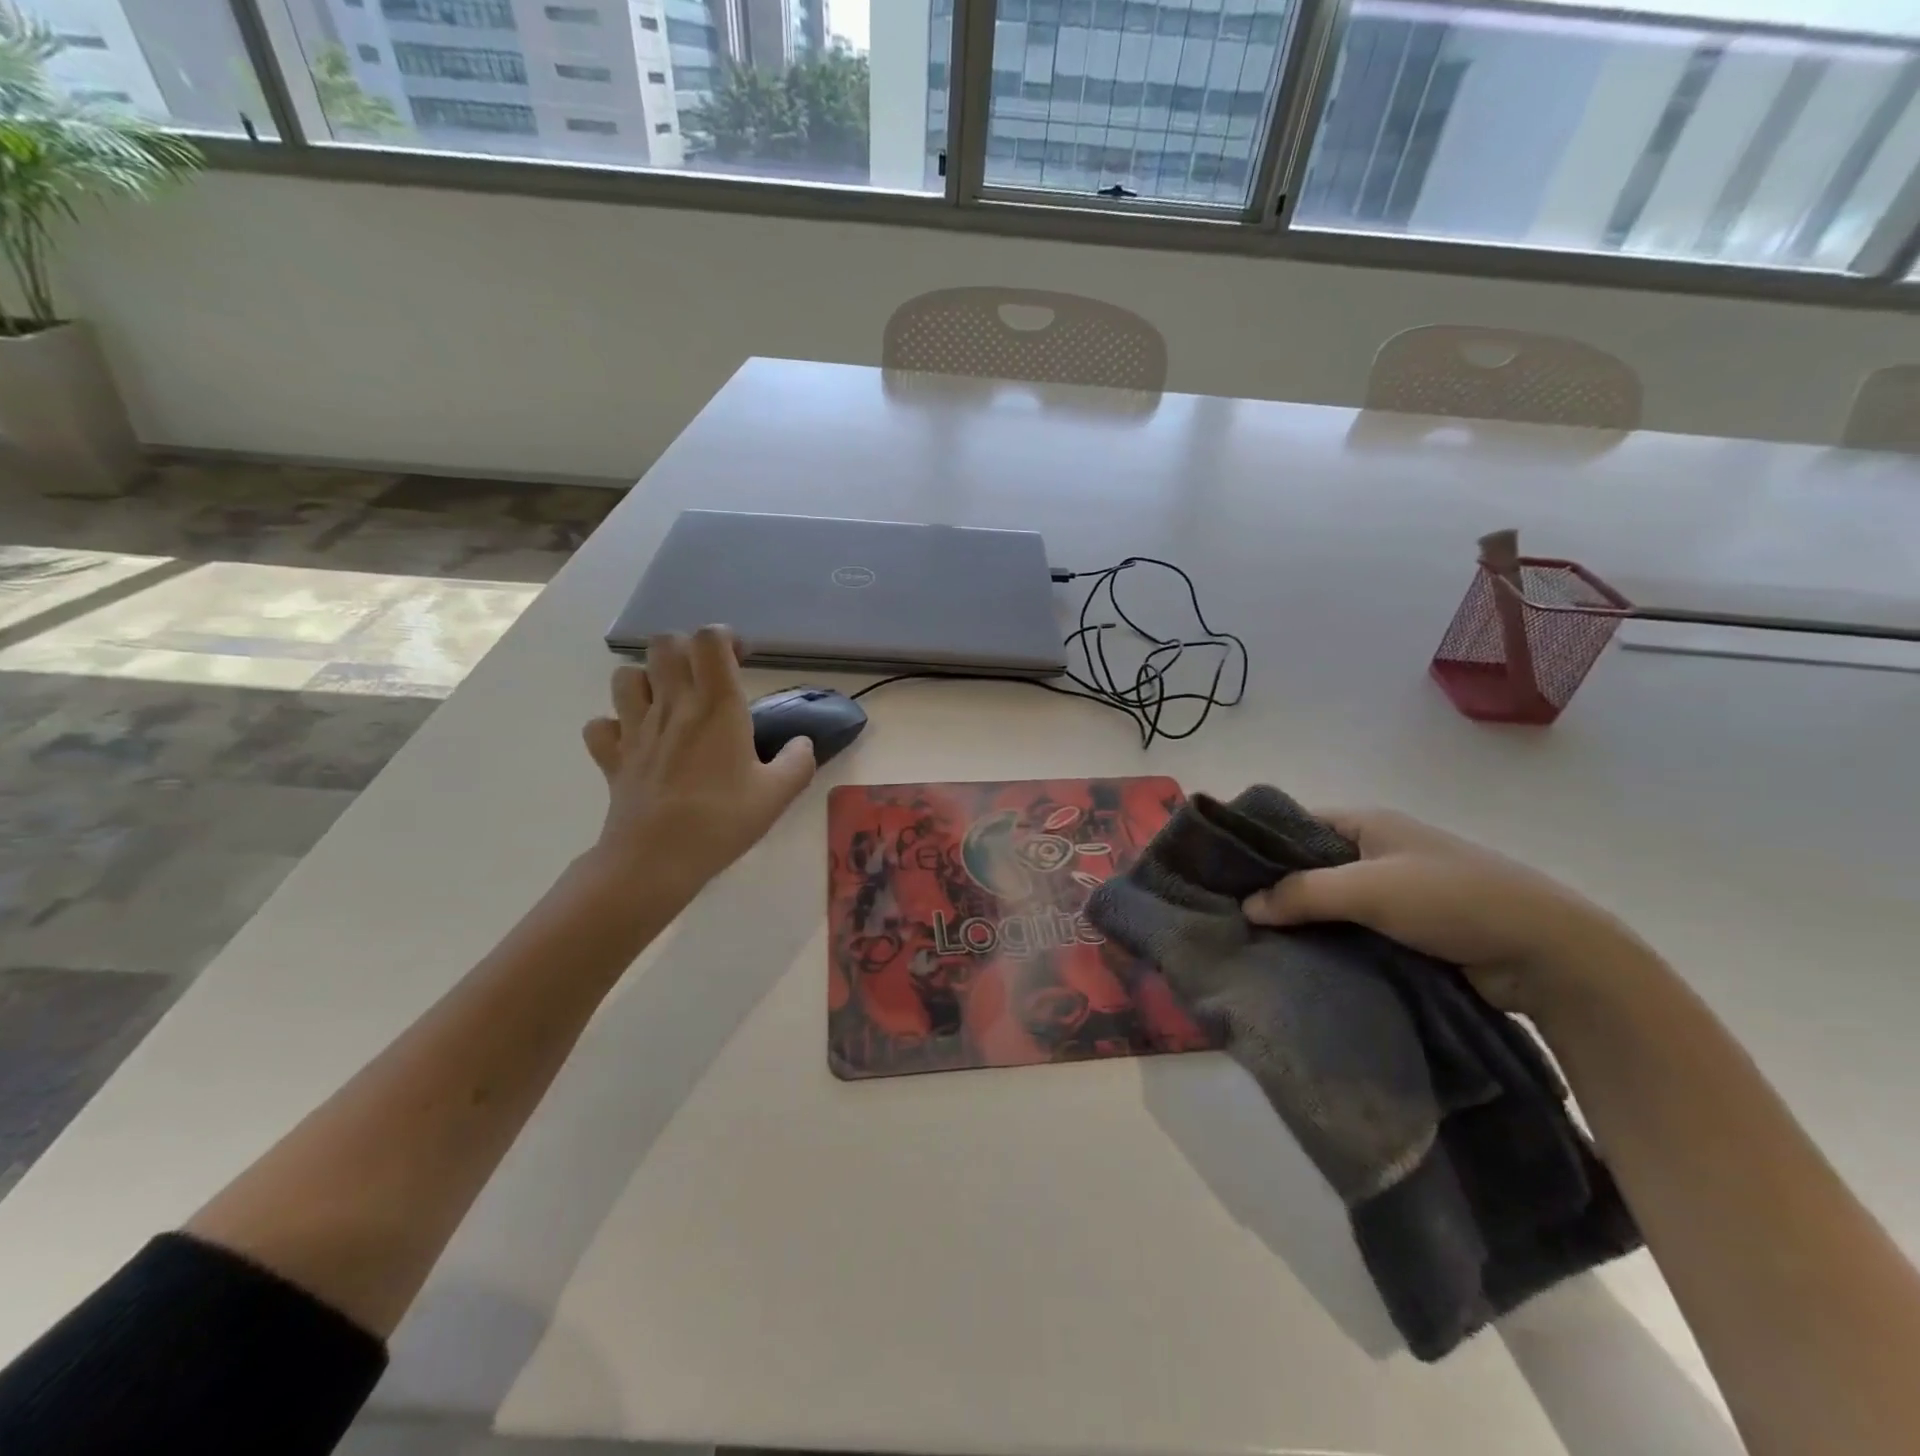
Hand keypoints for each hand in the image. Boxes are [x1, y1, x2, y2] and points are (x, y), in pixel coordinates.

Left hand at [581, 627, 814, 902]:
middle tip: (707, 677)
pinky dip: (615, 726)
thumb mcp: (778, 794)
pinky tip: (636, 742)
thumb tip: (803, 744)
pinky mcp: (611, 756)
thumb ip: (799, 761)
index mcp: (716, 705)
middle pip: (664, 644)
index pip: (709, 640)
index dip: (725, 638)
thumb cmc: (723, 820)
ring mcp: (635, 728)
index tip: (741, 660)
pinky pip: (601, 724)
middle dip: (686, 650)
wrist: (656, 859)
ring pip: (626, 676)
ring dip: (647, 680)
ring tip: (668, 704)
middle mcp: (673, 705)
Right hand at [1242, 809, 1642, 1017]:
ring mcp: (1395, 891)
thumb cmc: (1452, 899)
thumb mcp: (1368, 889)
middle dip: (1275, 888)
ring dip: (1303, 920)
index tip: (1221, 873)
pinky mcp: (1409, 929)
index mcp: (1367, 823)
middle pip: (1309, 865)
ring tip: (1256, 943)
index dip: (1259, 844)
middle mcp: (1376, 851)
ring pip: (1330, 901)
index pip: (1295, 824)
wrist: (1548, 952)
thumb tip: (1245, 906)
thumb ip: (1302, 893)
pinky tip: (1300, 961)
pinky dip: (1329, 941)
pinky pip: (1354, 930)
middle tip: (1232, 915)